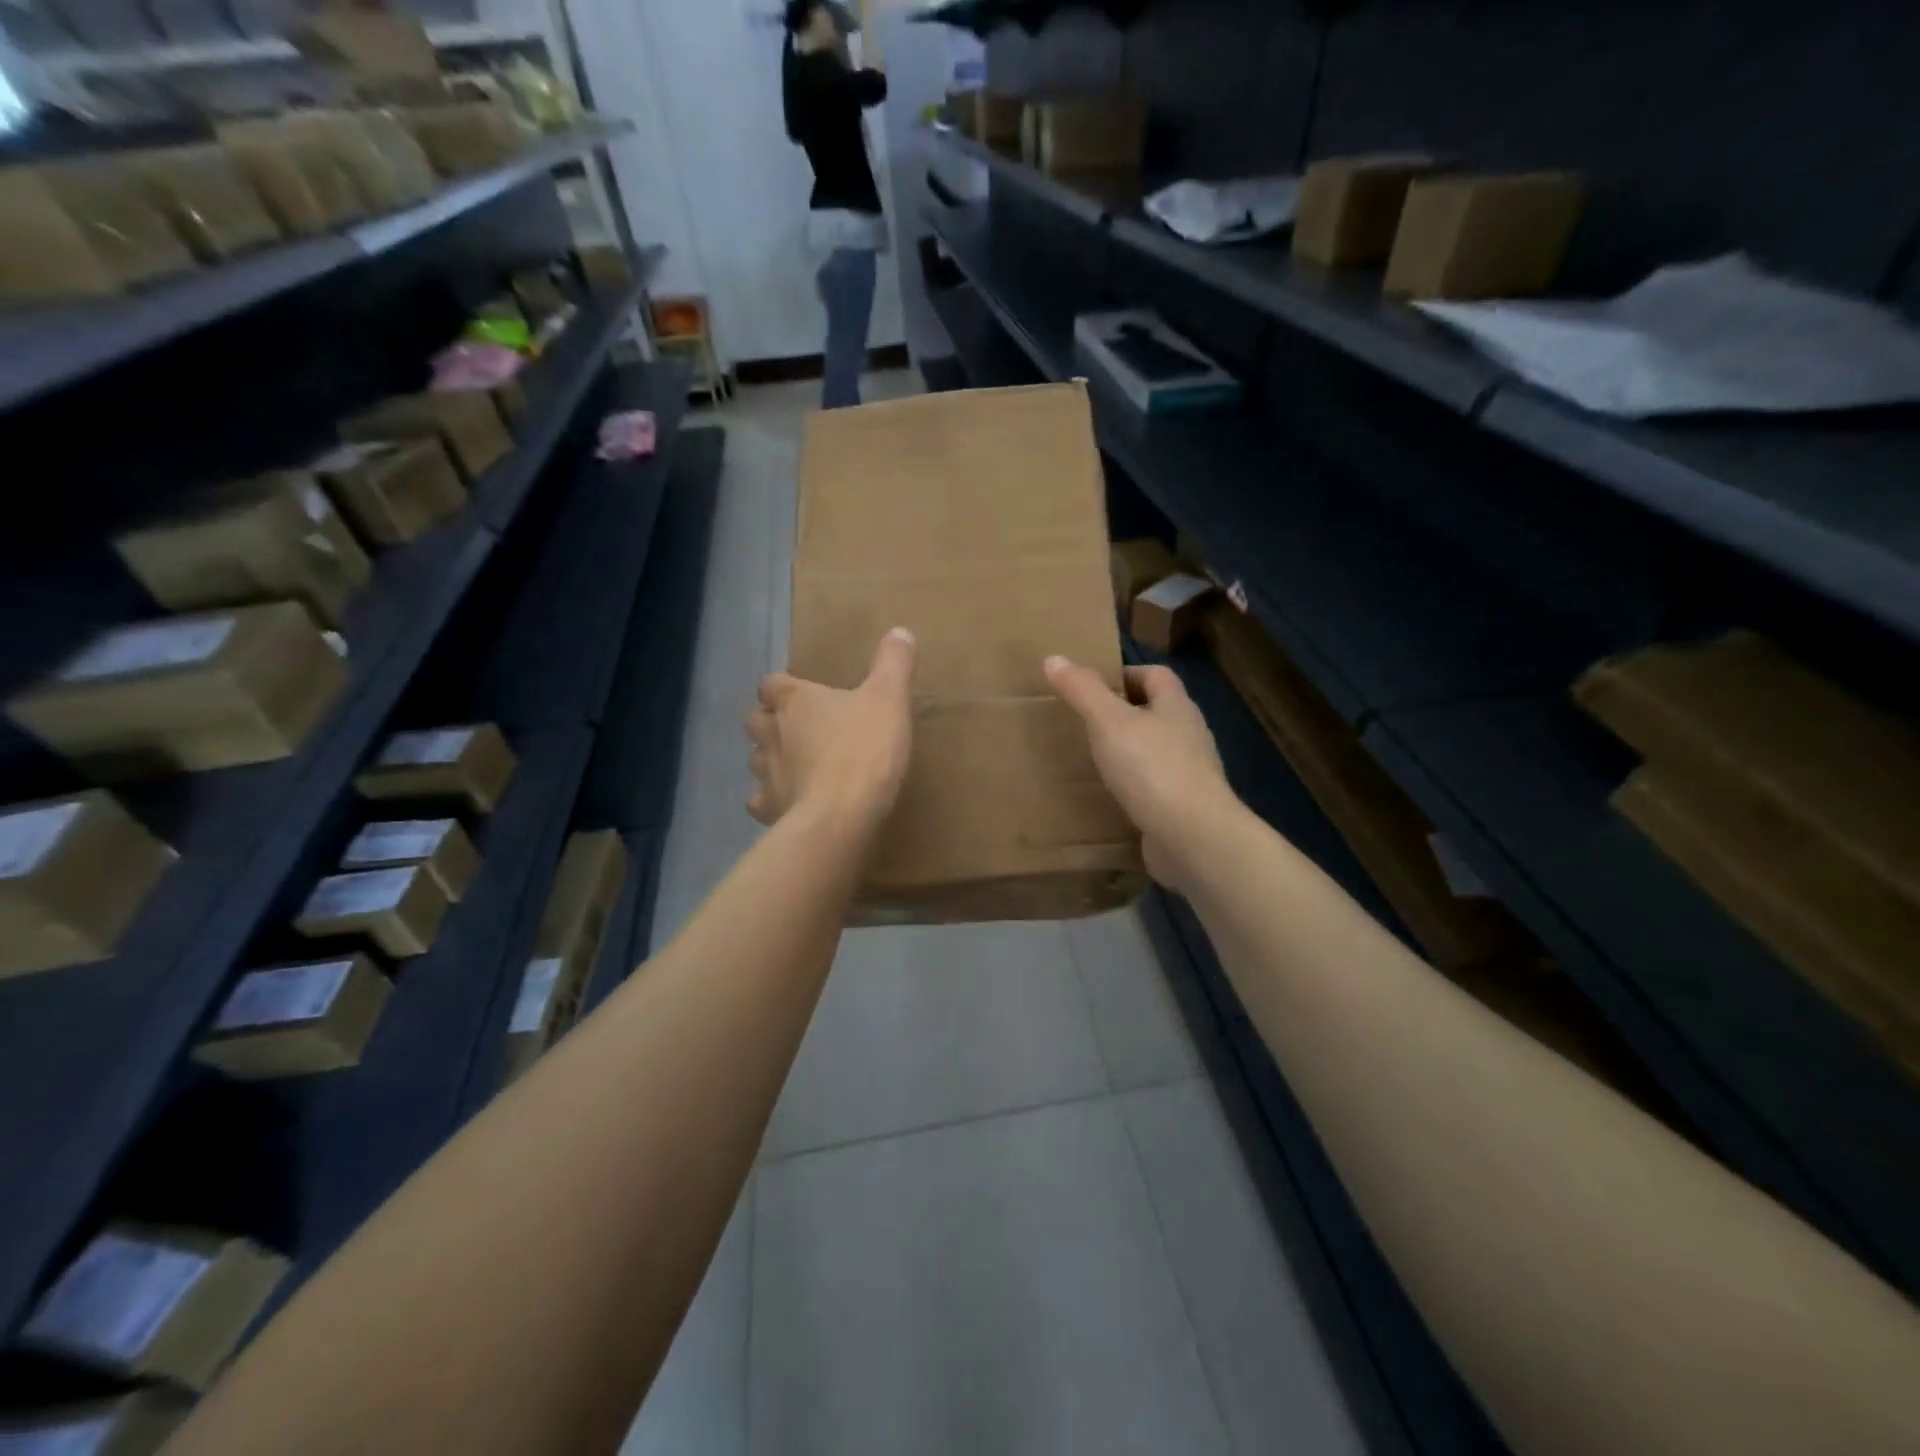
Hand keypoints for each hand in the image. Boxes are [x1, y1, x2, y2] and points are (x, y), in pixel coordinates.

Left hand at [747, 628, 917, 833]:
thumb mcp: (890, 699)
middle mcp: (771, 732)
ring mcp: (765, 773)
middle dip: (771, 722)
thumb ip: (893, 663)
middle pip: (757, 719)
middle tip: (799, 729)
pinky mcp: (769, 808)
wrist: (840, 815)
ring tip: (797, 765)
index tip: (801, 694)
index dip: (783, 687)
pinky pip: (761, 800)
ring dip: (771, 758)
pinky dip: (772, 799)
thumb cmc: (864, 750)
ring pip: (756, 759)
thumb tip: (900, 631)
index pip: (771, 683)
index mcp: (795, 700)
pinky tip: (790, 802)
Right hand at [1044, 656, 1237, 892]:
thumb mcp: (1108, 722)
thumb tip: (1054, 658)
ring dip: (1130, 753)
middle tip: (1086, 723)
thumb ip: (1082, 690)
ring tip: (1094, 760)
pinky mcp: (1185, 808)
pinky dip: (1135, 788)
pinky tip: (1112, 798)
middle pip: (1158, 712)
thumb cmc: (1151, 768)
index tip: (1093, 686)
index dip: (1126, 674)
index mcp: (1176, 707)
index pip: (1156, 675)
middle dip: (1125, 714)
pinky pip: (1156, 788)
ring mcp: (1191, 774)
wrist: (1192, 836)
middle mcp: (1190, 735)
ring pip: (1157, 751)